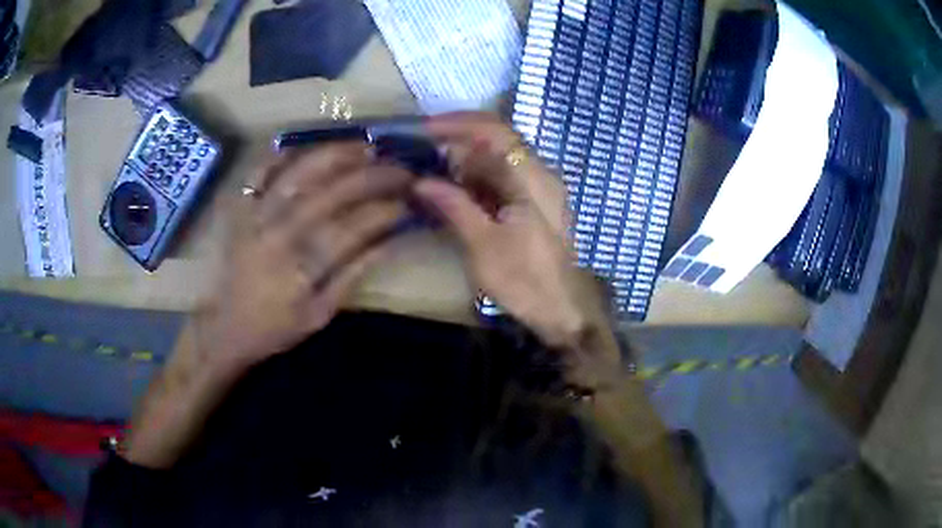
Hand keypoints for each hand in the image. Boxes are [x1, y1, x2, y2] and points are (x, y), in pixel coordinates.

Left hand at [198, 143, 413, 372]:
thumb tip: (387, 243)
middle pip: (331, 192)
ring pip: (299, 172)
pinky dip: (283, 154)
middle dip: (372, 176)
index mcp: (301, 267)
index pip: (352, 228)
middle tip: (399, 168)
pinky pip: (260, 171)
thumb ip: (351, 276)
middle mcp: (278, 232)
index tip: (407, 202)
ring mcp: (256, 215)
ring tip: (365, 146)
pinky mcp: (240, 209)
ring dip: (335, 154)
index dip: (384, 212)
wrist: (224, 327)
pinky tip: (308, 146)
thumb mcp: (319, 314)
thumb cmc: (274, 327)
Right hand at [414, 113, 611, 352]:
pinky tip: (455, 195)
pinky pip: (503, 180)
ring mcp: (540, 189)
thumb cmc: (525, 281)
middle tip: (422, 156)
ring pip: (498, 161)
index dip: (458, 123)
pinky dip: (477, 181)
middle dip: (457, 144)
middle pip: (496, 141)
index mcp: (533, 178)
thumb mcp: (483, 245)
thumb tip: (421, 181)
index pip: (495, 131)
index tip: (424, 130)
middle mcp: (540, 174)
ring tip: (431, 177)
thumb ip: (453, 206)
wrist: (563, 311)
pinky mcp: (535, 204)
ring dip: (465, 164)